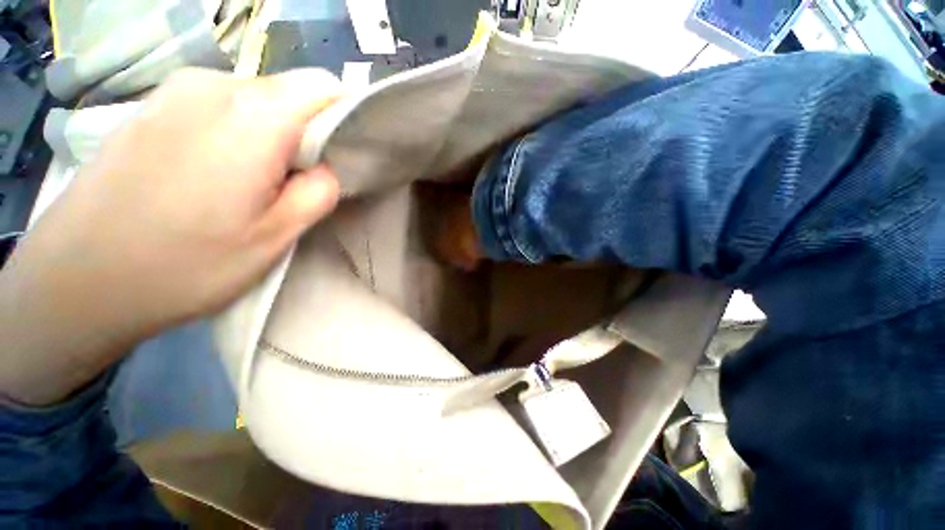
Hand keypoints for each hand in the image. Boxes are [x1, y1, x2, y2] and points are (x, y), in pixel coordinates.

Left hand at [0, 68, 340, 404]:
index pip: (324, 86)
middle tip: (298, 183)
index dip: (346, 116)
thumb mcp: (276, 237)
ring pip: (255, 99)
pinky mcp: (152, 107)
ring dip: (272, 135)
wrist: (77, 281)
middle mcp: (213, 86)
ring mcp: (175, 92)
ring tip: (256, 184)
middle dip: (308, 133)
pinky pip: (219, 106)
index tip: (345, 155)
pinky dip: (238, 132)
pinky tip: (217, 174)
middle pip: (290, 92)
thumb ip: (318, 192)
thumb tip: (325, 169)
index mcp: (253, 117)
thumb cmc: (185, 264)